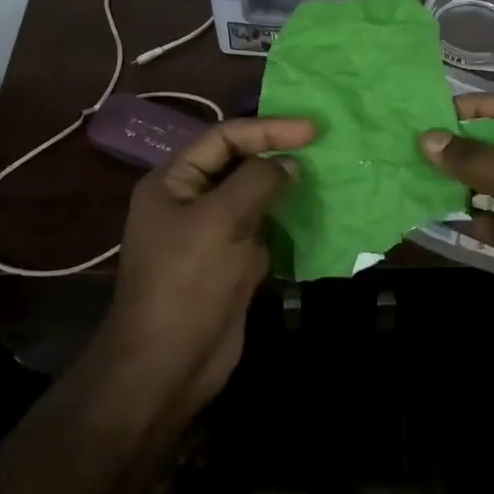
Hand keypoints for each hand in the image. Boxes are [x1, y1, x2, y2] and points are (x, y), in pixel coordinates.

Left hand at [111, 116, 314, 411]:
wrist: (168, 364)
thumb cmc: (187, 282)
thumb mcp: (220, 220)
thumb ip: (257, 181)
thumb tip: (289, 163)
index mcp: (173, 181)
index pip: (223, 138)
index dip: (267, 129)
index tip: (311, 130)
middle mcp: (190, 201)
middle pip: (238, 164)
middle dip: (277, 154)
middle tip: (322, 148)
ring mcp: (211, 233)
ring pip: (253, 197)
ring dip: (285, 188)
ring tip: (324, 175)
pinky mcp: (230, 262)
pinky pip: (262, 229)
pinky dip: (286, 220)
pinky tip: (313, 214)